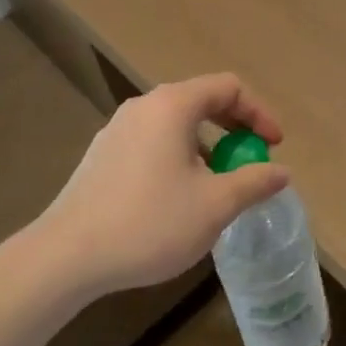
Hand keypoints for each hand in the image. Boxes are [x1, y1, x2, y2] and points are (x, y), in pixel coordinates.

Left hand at [25, 74, 288, 303]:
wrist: (64, 258)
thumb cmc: (148, 223)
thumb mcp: (214, 205)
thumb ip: (254, 182)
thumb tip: (281, 171)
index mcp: (173, 105)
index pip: (228, 88)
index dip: (259, 113)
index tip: (273, 146)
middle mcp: (144, 106)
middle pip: (202, 101)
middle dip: (234, 129)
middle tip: (250, 159)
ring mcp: (118, 130)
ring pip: (176, 125)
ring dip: (206, 147)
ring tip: (217, 184)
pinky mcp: (102, 156)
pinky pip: (153, 143)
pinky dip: (178, 158)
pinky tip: (178, 199)